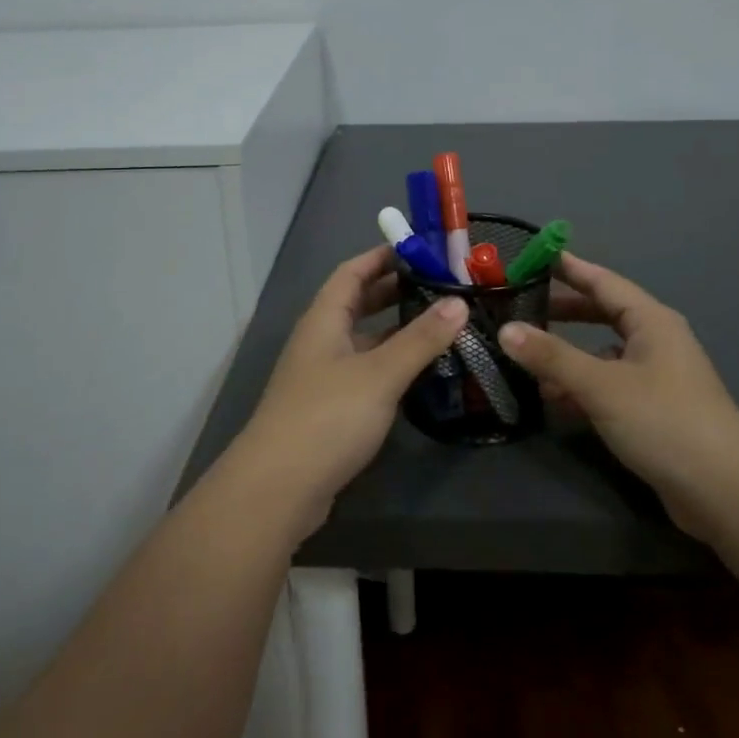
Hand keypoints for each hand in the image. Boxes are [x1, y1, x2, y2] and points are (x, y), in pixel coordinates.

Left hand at [224, 246, 467, 539]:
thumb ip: (421, 338)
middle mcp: (321, 340)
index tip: (421, 249)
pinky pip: (366, 371)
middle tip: (440, 285)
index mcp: (324, 319)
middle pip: (358, 303)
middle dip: (395, 291)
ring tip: (441, 324)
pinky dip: (392, 363)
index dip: (382, 256)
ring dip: (397, 330)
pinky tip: (420, 372)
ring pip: (364, 340)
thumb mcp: (380, 373)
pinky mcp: (331, 408)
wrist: (278, 488)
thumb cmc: (328, 416)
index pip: (352, 272)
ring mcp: (324, 376)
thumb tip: (460, 301)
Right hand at [501, 252, 738, 535]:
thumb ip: (552, 357)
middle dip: (564, 311)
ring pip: (603, 353)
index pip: (603, 281)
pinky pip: (609, 385)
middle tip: (522, 305)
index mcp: (651, 321)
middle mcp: (656, 341)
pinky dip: (582, 387)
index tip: (535, 256)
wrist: (725, 492)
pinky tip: (554, 400)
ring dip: (568, 355)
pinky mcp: (654, 410)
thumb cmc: (664, 422)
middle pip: (603, 314)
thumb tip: (506, 330)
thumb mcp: (602, 386)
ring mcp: (657, 377)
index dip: (569, 268)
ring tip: (527, 356)